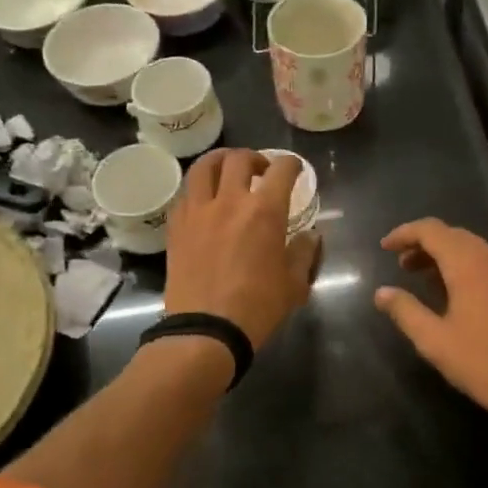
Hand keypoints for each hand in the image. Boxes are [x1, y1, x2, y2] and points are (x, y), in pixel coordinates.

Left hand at [166, 149, 322, 347]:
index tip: (296, 170)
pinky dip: (199, 188)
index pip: (282, 170)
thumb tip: (310, 235)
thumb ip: (305, 252)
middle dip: (255, 158)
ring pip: (204, 166)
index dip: (292, 165)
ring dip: (220, 161)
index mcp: (265, 211)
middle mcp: (230, 200)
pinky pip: (185, 193)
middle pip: (239, 158)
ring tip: (228, 171)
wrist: (206, 329)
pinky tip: (205, 201)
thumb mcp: (295, 283)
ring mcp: (198, 210)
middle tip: (262, 171)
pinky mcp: (176, 225)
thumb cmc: (257, 307)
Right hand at [376, 218, 487, 425]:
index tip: (385, 247)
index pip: (432, 230)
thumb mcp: (435, 341)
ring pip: (478, 252)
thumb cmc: (485, 364)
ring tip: (429, 282)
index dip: (405, 233)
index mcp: (470, 264)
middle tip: (403, 266)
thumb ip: (405, 311)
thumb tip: (382, 293)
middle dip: (426, 246)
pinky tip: (466, 301)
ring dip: (450, 259)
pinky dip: (473, 272)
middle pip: (455, 237)